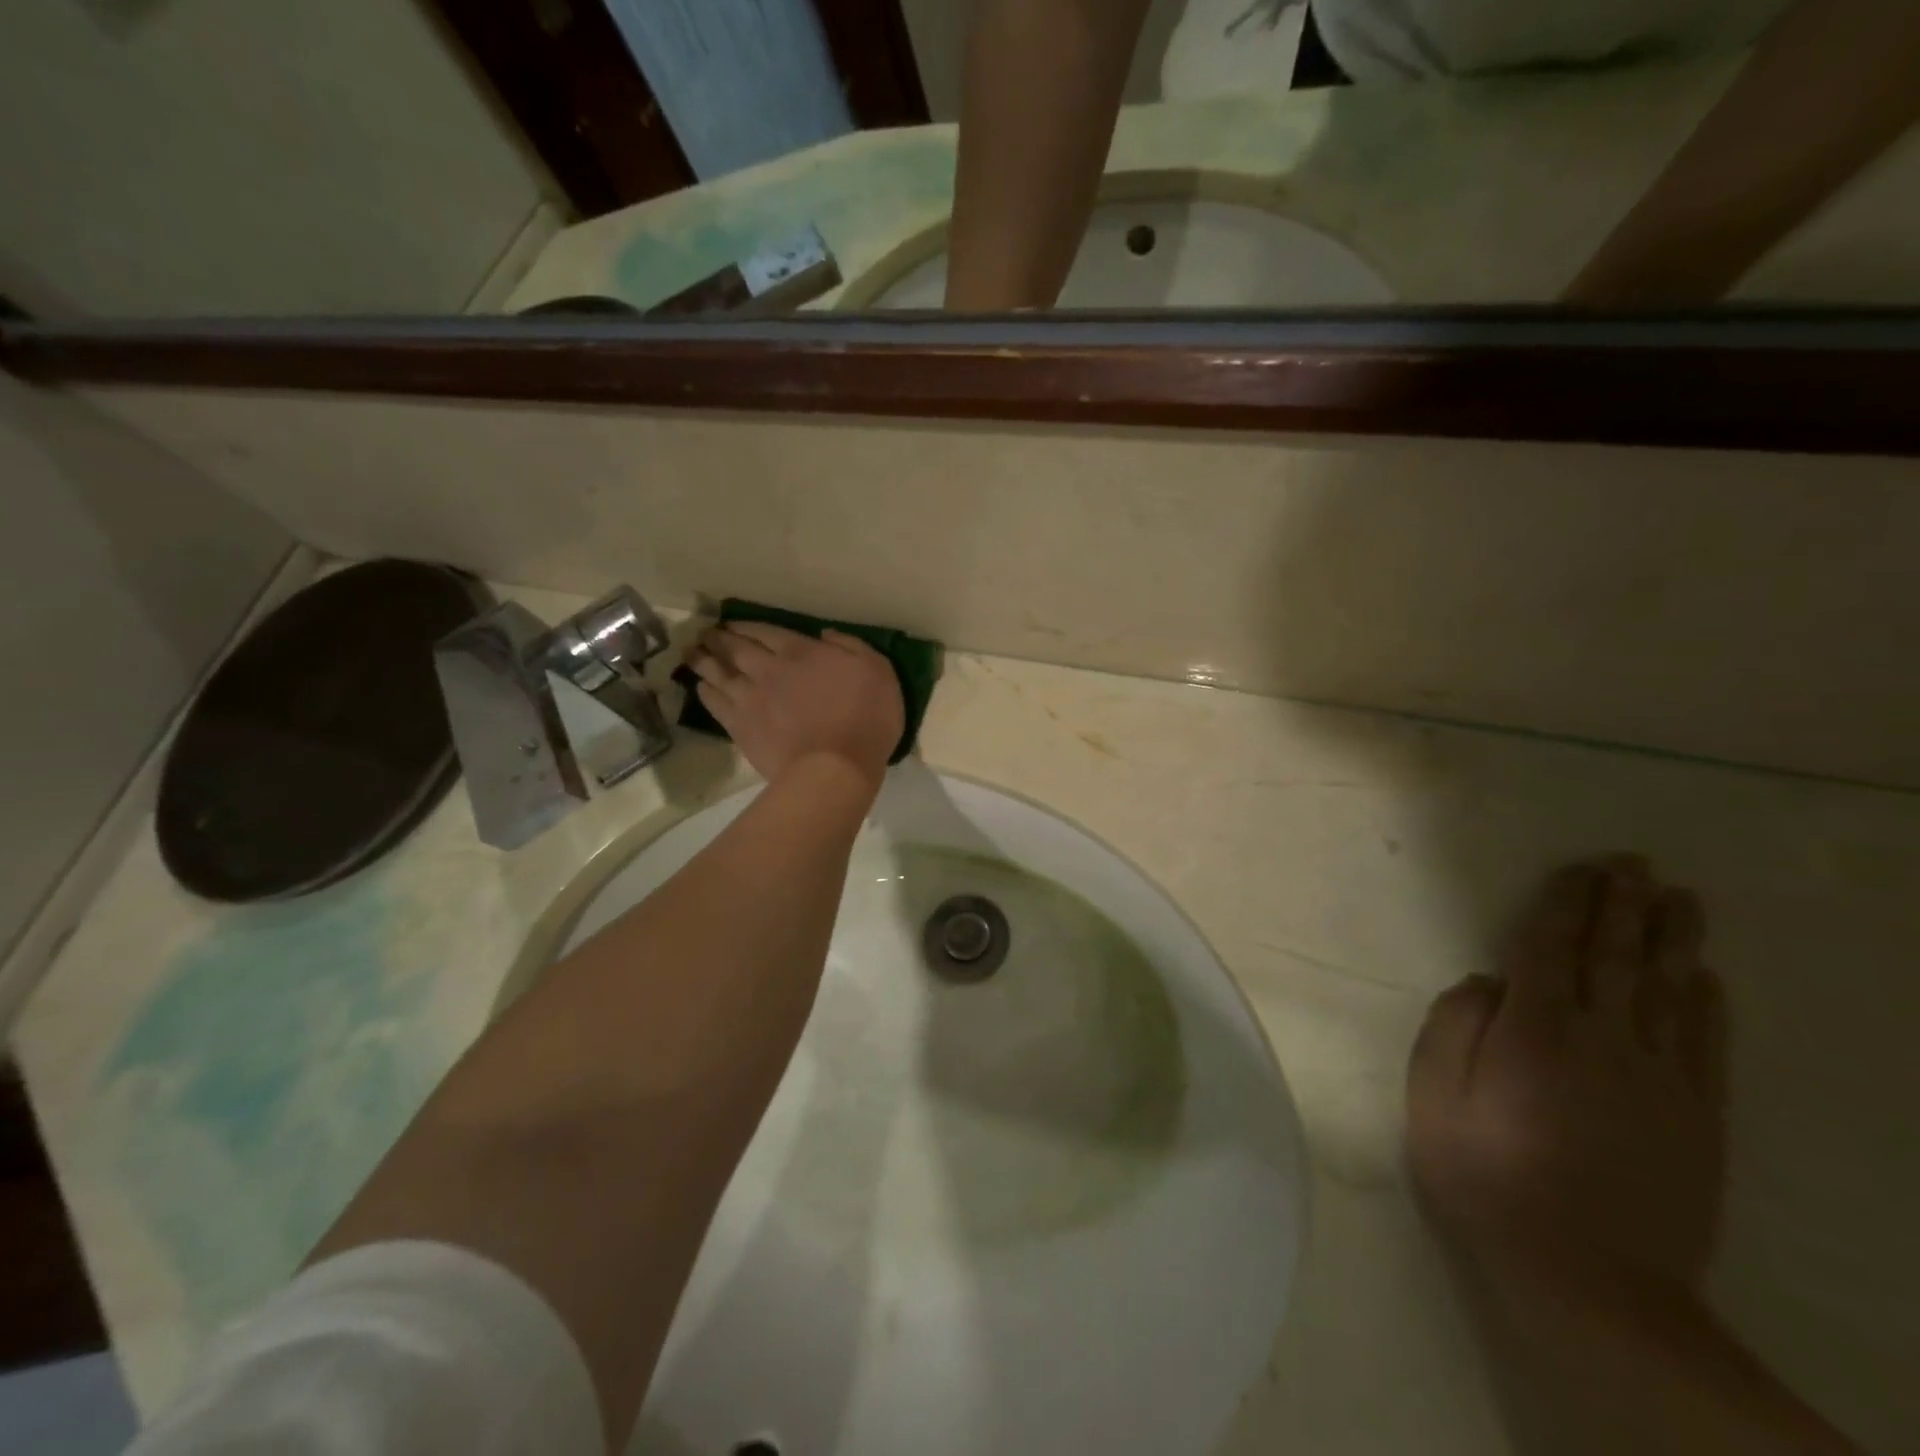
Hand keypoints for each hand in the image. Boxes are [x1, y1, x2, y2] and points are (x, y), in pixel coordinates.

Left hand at [685, 624, 903, 790]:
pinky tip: (700, 687)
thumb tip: (825, 635)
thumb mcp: (878, 671)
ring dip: (704, 660)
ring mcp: (751, 699)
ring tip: (692, 654)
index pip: (766, 631)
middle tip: (705, 634)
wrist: (836, 768)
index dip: (746, 625)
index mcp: (802, 652)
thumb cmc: (866, 718)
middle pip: (736, 648)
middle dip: (719, 638)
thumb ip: (851, 646)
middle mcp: (769, 669)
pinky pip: (716, 704)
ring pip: (719, 673)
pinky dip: (706, 692)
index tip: (731, 623)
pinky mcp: (742, 728)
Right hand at [1406, 857, 1727, 1298]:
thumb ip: (1453, 1028)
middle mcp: (1602, 1041)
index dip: (1564, 903)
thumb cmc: (1486, 1177)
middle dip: (1624, 905)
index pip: (1548, 948)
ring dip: (1673, 939)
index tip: (1580, 869)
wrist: (1588, 1280)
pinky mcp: (1696, 1117)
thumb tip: (1485, 982)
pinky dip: (1707, 1003)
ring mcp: (1659, 1079)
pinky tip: (1706, 977)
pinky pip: (1705, 1045)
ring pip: (1669, 990)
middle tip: (1635, 863)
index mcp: (1533, 1031)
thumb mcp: (1433, 1098)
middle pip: (1615, 957)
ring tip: (1681, 898)